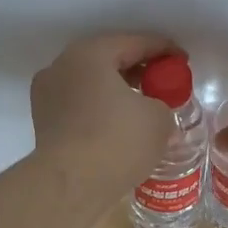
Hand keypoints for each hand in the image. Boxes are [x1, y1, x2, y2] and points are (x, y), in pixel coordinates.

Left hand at [30, 33, 179, 197]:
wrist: (70, 185)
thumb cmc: (117, 141)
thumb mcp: (158, 118)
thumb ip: (163, 104)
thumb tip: (156, 112)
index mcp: (90, 54)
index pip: (135, 42)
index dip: (164, 50)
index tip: (183, 60)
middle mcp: (63, 66)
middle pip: (109, 59)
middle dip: (138, 69)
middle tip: (164, 82)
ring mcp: (47, 94)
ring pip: (91, 83)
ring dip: (118, 91)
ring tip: (145, 105)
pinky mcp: (43, 122)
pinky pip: (80, 105)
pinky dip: (101, 109)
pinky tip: (120, 125)